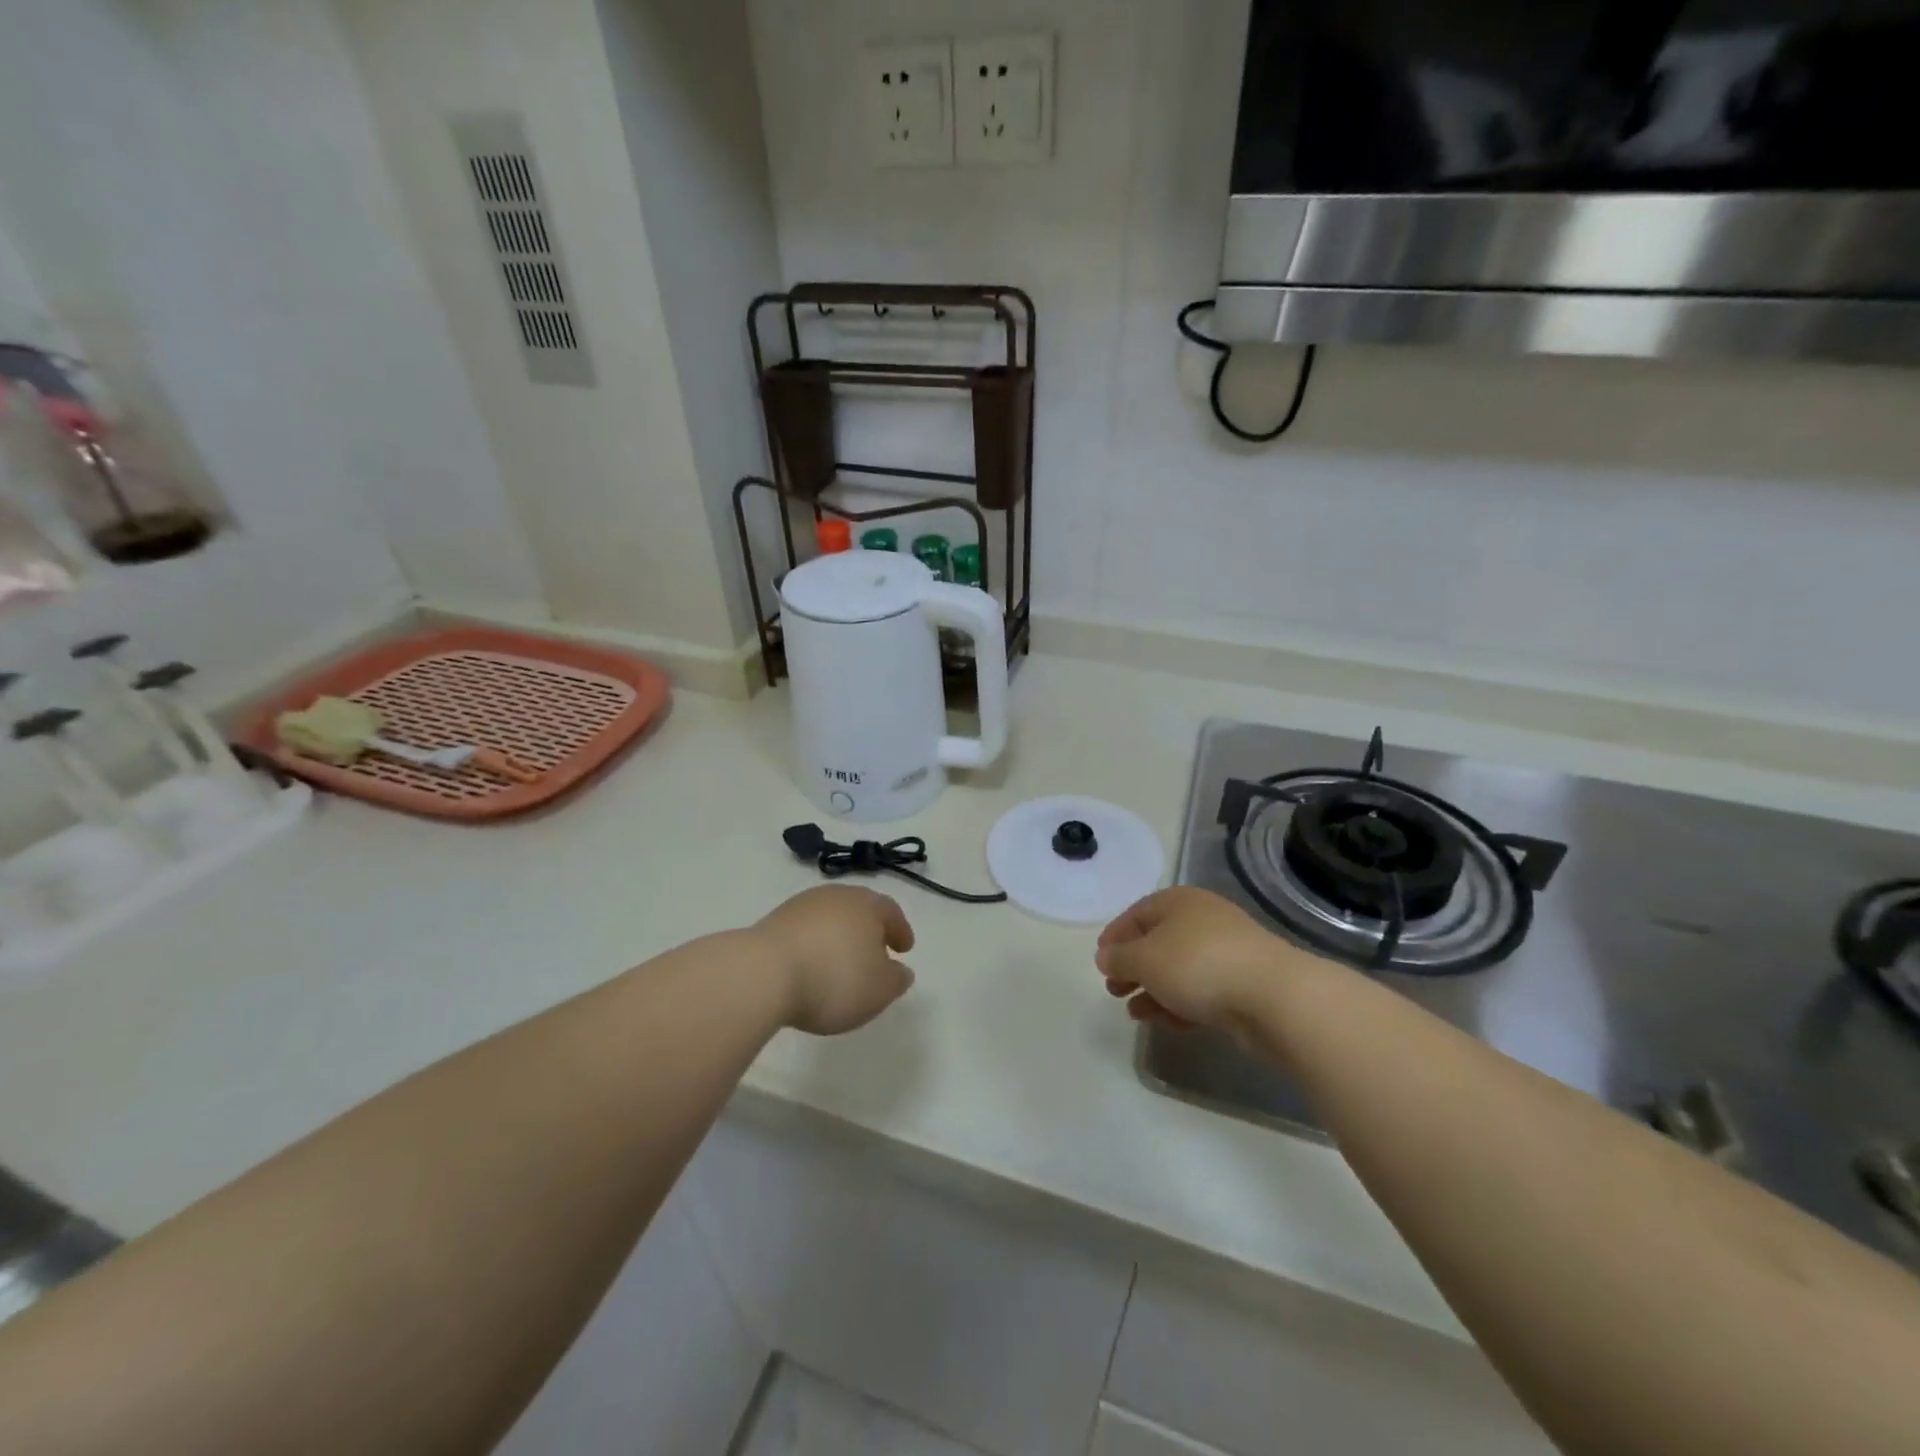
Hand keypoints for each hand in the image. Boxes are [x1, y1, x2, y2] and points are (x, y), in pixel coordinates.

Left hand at [752, 886, 916, 1035]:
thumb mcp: (878, 990)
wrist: (763, 974)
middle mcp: (835, 897)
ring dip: (838, 937)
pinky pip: (804, 932)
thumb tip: (901, 971)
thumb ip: (896, 980)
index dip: (900, 930)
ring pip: (829, 918)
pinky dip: (813, 945)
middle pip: (858, 909)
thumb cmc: (834, 980)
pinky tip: (811, 967)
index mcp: (866, 905)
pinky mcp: (772, 922)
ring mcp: (800, 907)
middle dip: (869, 929)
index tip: (904, 948)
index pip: (890, 911)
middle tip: (875, 951)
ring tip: (840, 963)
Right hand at [1096, 887, 1307, 1035]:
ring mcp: (1226, 951)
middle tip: (1113, 989)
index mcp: (1178, 902)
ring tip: (1134, 1012)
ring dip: (1153, 989)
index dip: (1115, 935)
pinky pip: (1201, 990)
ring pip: (1179, 969)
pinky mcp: (1242, 983)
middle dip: (1133, 967)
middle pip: (1158, 941)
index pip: (1137, 913)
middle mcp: (1202, 920)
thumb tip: (1105, 956)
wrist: (1273, 997)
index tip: (1100, 960)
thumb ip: (1119, 958)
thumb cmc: (1197, 964)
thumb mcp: (1144, 959)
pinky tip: (1166, 1022)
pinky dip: (1180, 1003)